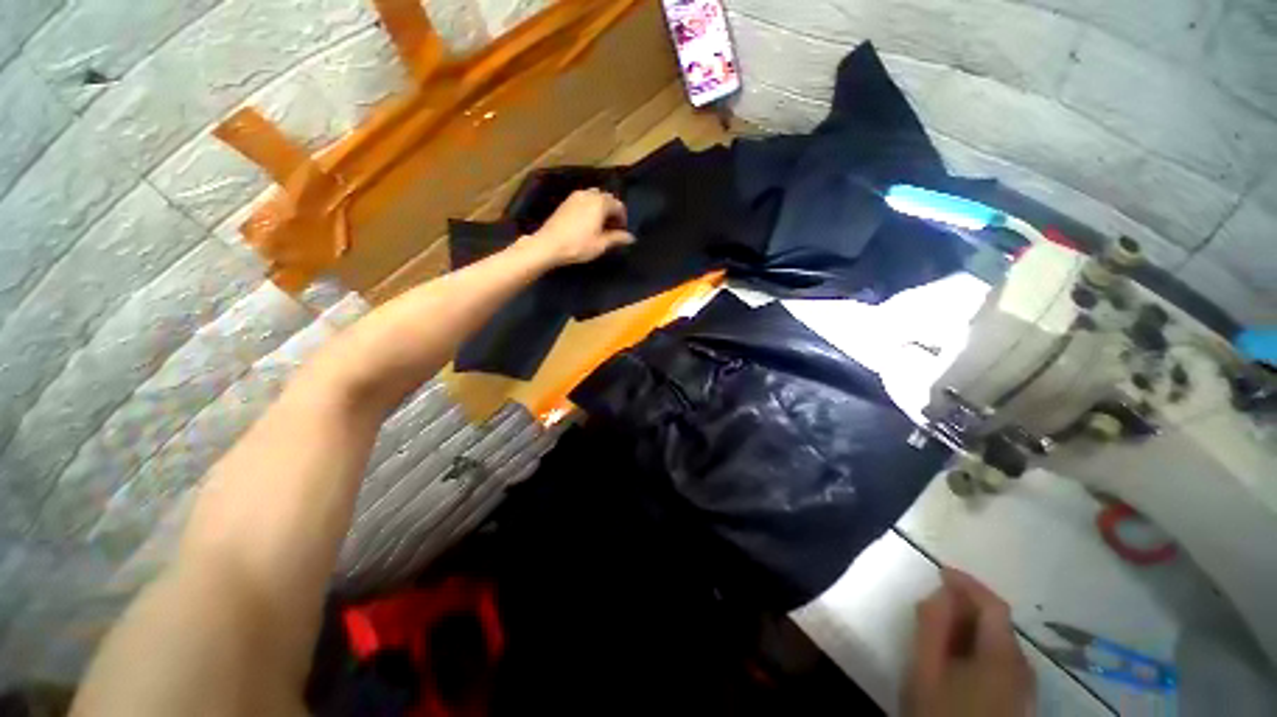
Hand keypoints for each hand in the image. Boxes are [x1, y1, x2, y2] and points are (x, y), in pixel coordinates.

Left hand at [523, 189, 634, 265]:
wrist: (549, 245)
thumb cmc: (578, 245)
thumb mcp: (601, 244)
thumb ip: (617, 238)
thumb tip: (631, 237)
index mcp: (600, 203)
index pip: (619, 206)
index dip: (623, 219)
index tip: (622, 232)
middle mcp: (590, 194)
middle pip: (607, 199)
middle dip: (612, 212)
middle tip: (613, 228)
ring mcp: (576, 196)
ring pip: (595, 197)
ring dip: (601, 208)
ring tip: (600, 225)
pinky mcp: (566, 202)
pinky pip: (584, 200)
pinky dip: (590, 208)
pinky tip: (587, 222)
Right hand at [904, 569, 1034, 716]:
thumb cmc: (942, 714)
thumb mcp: (926, 670)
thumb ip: (933, 627)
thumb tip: (940, 591)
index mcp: (1004, 657)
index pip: (994, 605)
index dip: (968, 583)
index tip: (939, 571)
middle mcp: (1024, 669)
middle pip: (999, 624)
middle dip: (967, 607)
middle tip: (933, 604)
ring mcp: (1026, 689)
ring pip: (1001, 644)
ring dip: (973, 628)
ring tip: (942, 631)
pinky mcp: (1021, 703)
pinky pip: (1003, 663)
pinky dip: (981, 649)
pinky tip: (959, 660)